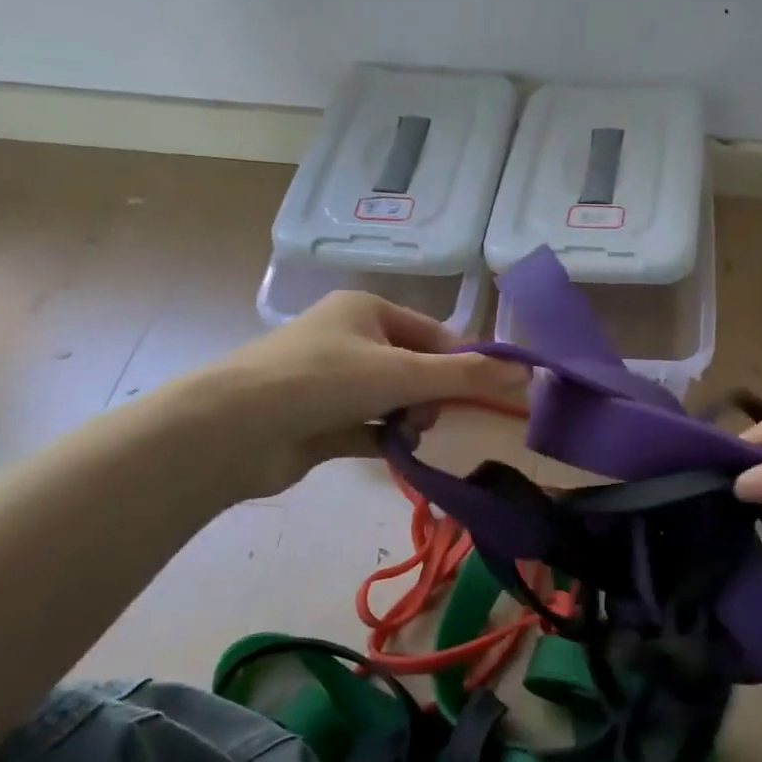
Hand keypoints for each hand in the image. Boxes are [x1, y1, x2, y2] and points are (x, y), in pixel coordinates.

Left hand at [190, 292, 525, 496]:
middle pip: (417, 368)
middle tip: (426, 416)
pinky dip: (386, 439)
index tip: (484, 395)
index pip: (435, 334)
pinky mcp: (319, 420)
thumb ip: (468, 375)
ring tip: (402, 435)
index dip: (463, 363)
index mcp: (367, 310)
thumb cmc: (323, 381)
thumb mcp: (404, 373)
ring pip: (395, 399)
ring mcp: (331, 381)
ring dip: (409, 419)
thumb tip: (529, 374)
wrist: (232, 429)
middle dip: (431, 396)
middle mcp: (349, 338)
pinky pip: (370, 427)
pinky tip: (393, 451)